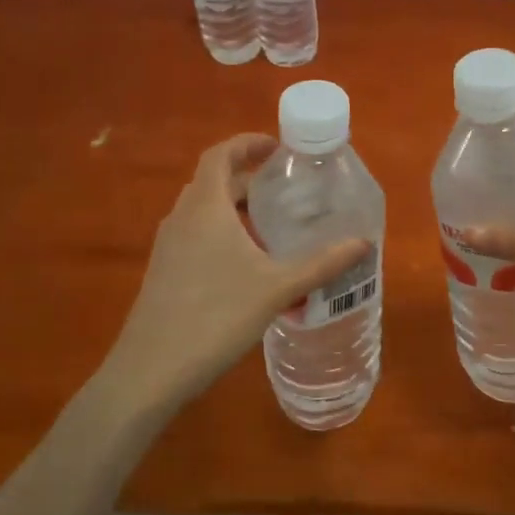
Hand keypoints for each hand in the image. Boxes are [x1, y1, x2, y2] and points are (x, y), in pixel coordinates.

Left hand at [102, 134, 367, 408]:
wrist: (151, 371)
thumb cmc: (216, 316)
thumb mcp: (277, 288)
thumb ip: (322, 264)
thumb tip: (364, 243)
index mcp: (205, 207)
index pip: (220, 155)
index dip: (246, 143)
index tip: (277, 147)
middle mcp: (181, 218)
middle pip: (213, 182)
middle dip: (249, 179)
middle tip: (286, 189)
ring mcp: (168, 247)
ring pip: (204, 212)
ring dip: (236, 209)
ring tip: (273, 225)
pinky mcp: (164, 272)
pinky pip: (196, 236)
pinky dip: (223, 234)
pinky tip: (249, 265)